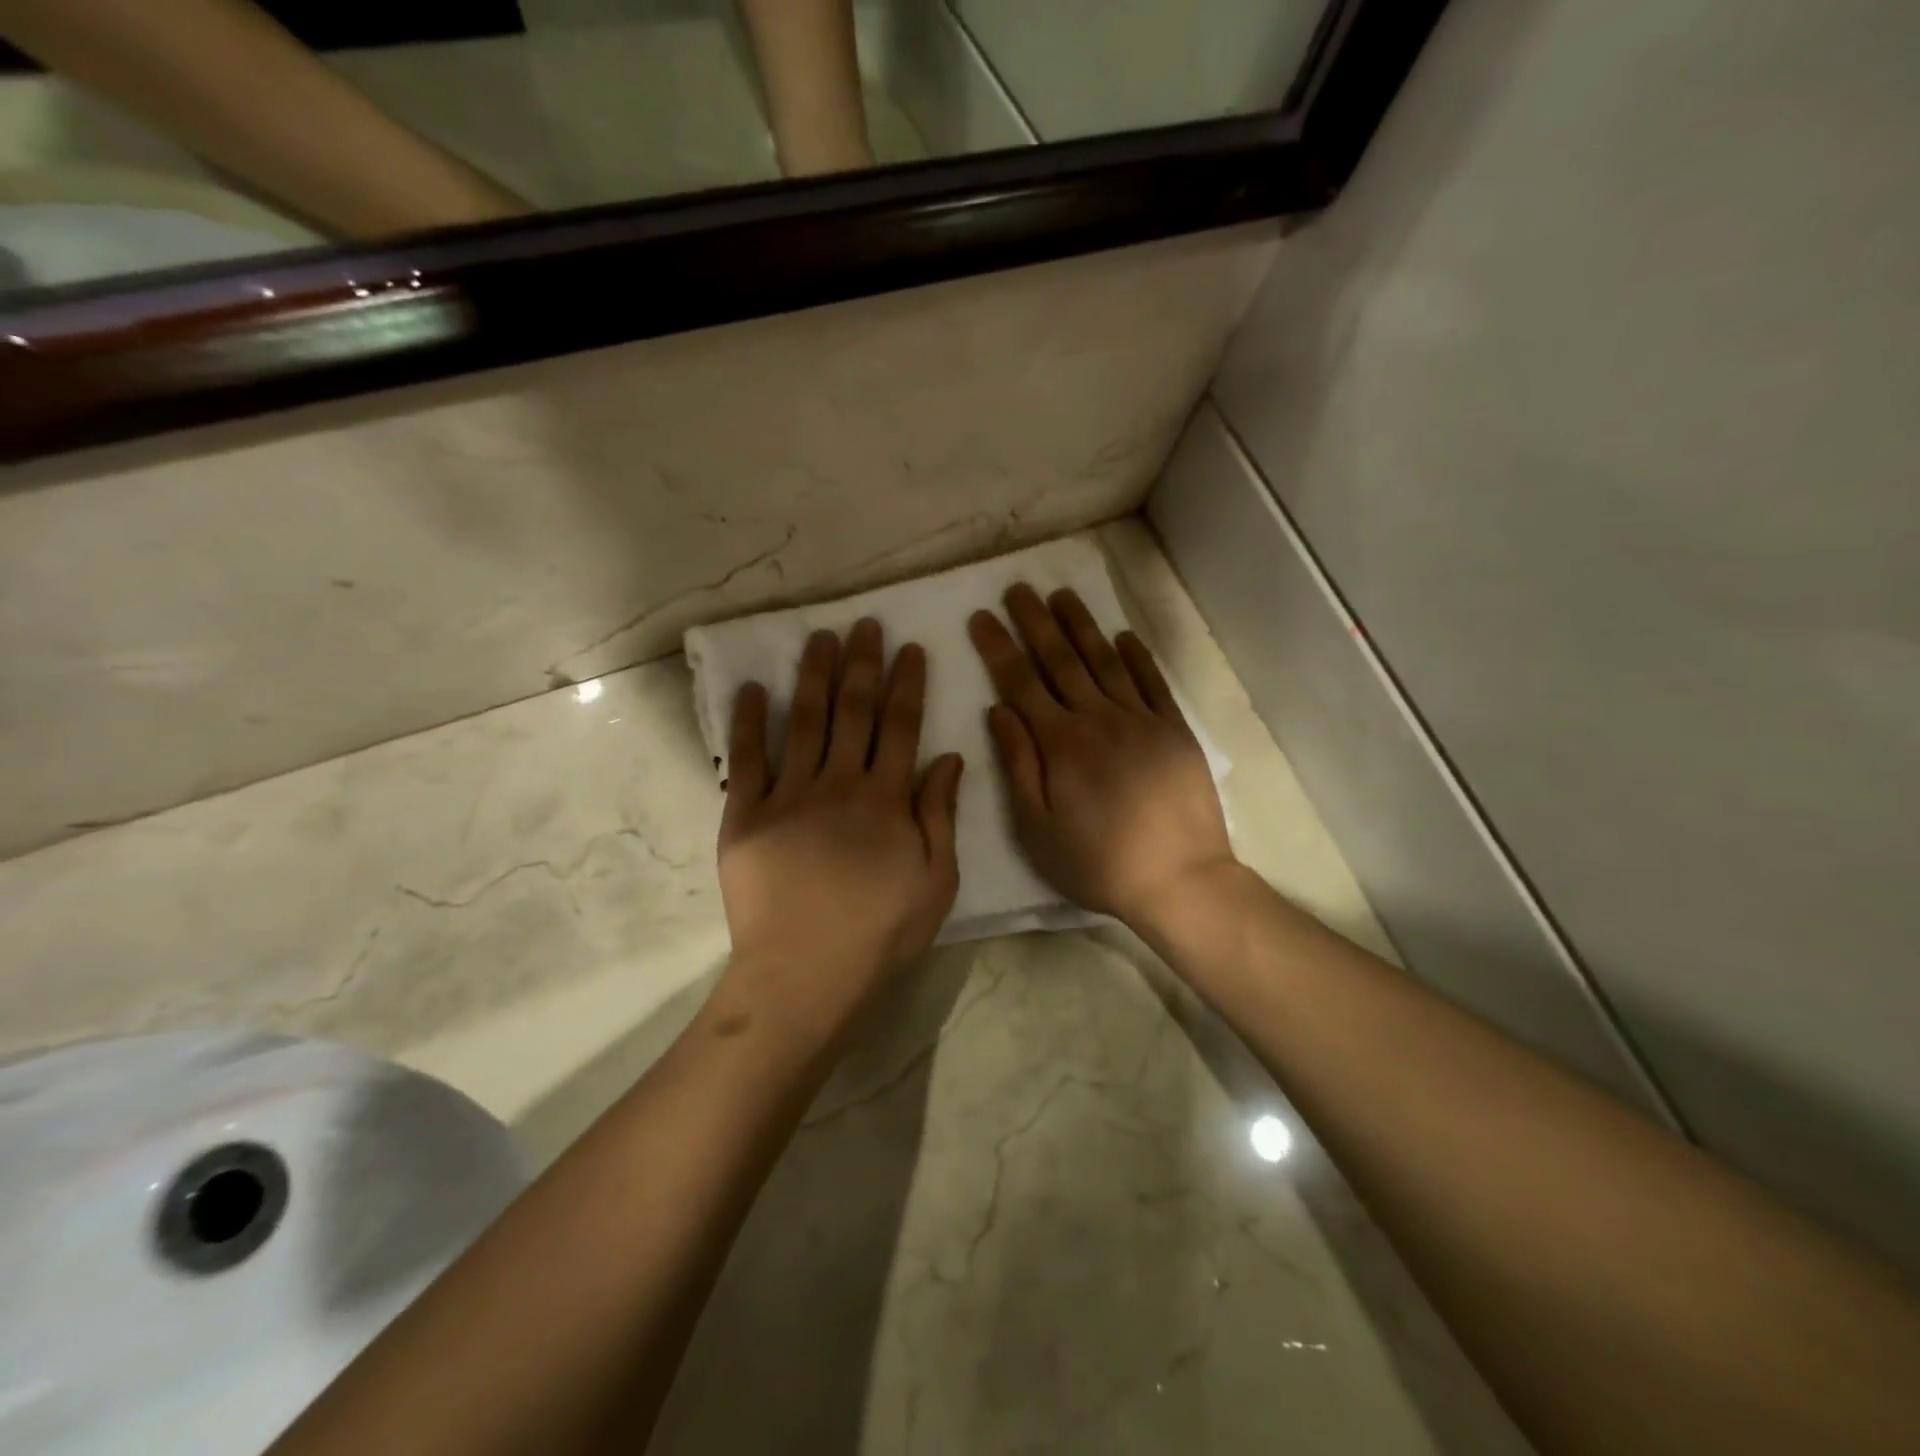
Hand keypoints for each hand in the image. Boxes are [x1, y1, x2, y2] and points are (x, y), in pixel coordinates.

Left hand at [718, 620, 963, 1037]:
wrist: (804, 976)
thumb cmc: (880, 934)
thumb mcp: (936, 881)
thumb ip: (939, 815)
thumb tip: (948, 756)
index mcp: (886, 799)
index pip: (900, 726)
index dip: (906, 684)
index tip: (909, 647)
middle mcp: (839, 784)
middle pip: (853, 711)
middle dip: (860, 664)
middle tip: (863, 625)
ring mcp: (788, 796)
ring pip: (804, 722)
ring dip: (813, 676)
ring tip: (818, 637)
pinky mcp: (746, 816)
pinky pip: (748, 760)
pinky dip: (750, 722)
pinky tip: (753, 689)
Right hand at [968, 585, 1235, 926]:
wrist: (1180, 878)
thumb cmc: (1097, 863)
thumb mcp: (1037, 829)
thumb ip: (1018, 765)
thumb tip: (999, 711)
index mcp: (1060, 744)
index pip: (1021, 683)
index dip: (999, 647)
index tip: (981, 616)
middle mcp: (1099, 719)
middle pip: (1061, 660)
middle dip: (1035, 622)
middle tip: (1018, 588)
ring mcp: (1141, 720)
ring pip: (1105, 661)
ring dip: (1081, 625)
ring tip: (1062, 595)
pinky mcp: (1174, 730)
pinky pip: (1152, 682)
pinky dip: (1137, 656)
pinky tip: (1123, 635)